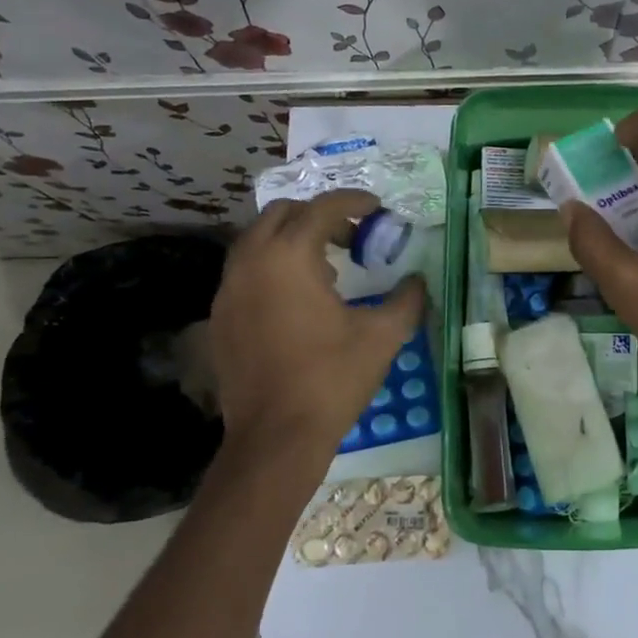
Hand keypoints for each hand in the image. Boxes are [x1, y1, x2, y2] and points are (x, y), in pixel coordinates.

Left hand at [206, 190, 426, 466]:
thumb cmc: (332, 378)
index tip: (377, 208)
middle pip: (283, 213)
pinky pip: (246, 271)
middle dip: (320, 216)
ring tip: (328, 268)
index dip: (354, 201)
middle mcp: (251, 261)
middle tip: (352, 237)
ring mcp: (228, 289)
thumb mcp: (383, 336)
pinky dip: (273, 267)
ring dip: (293, 239)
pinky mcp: (220, 316)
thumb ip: (407, 299)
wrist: (276, 436)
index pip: (322, 208)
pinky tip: (298, 300)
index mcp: (289, 257)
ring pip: (259, 240)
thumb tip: (417, 281)